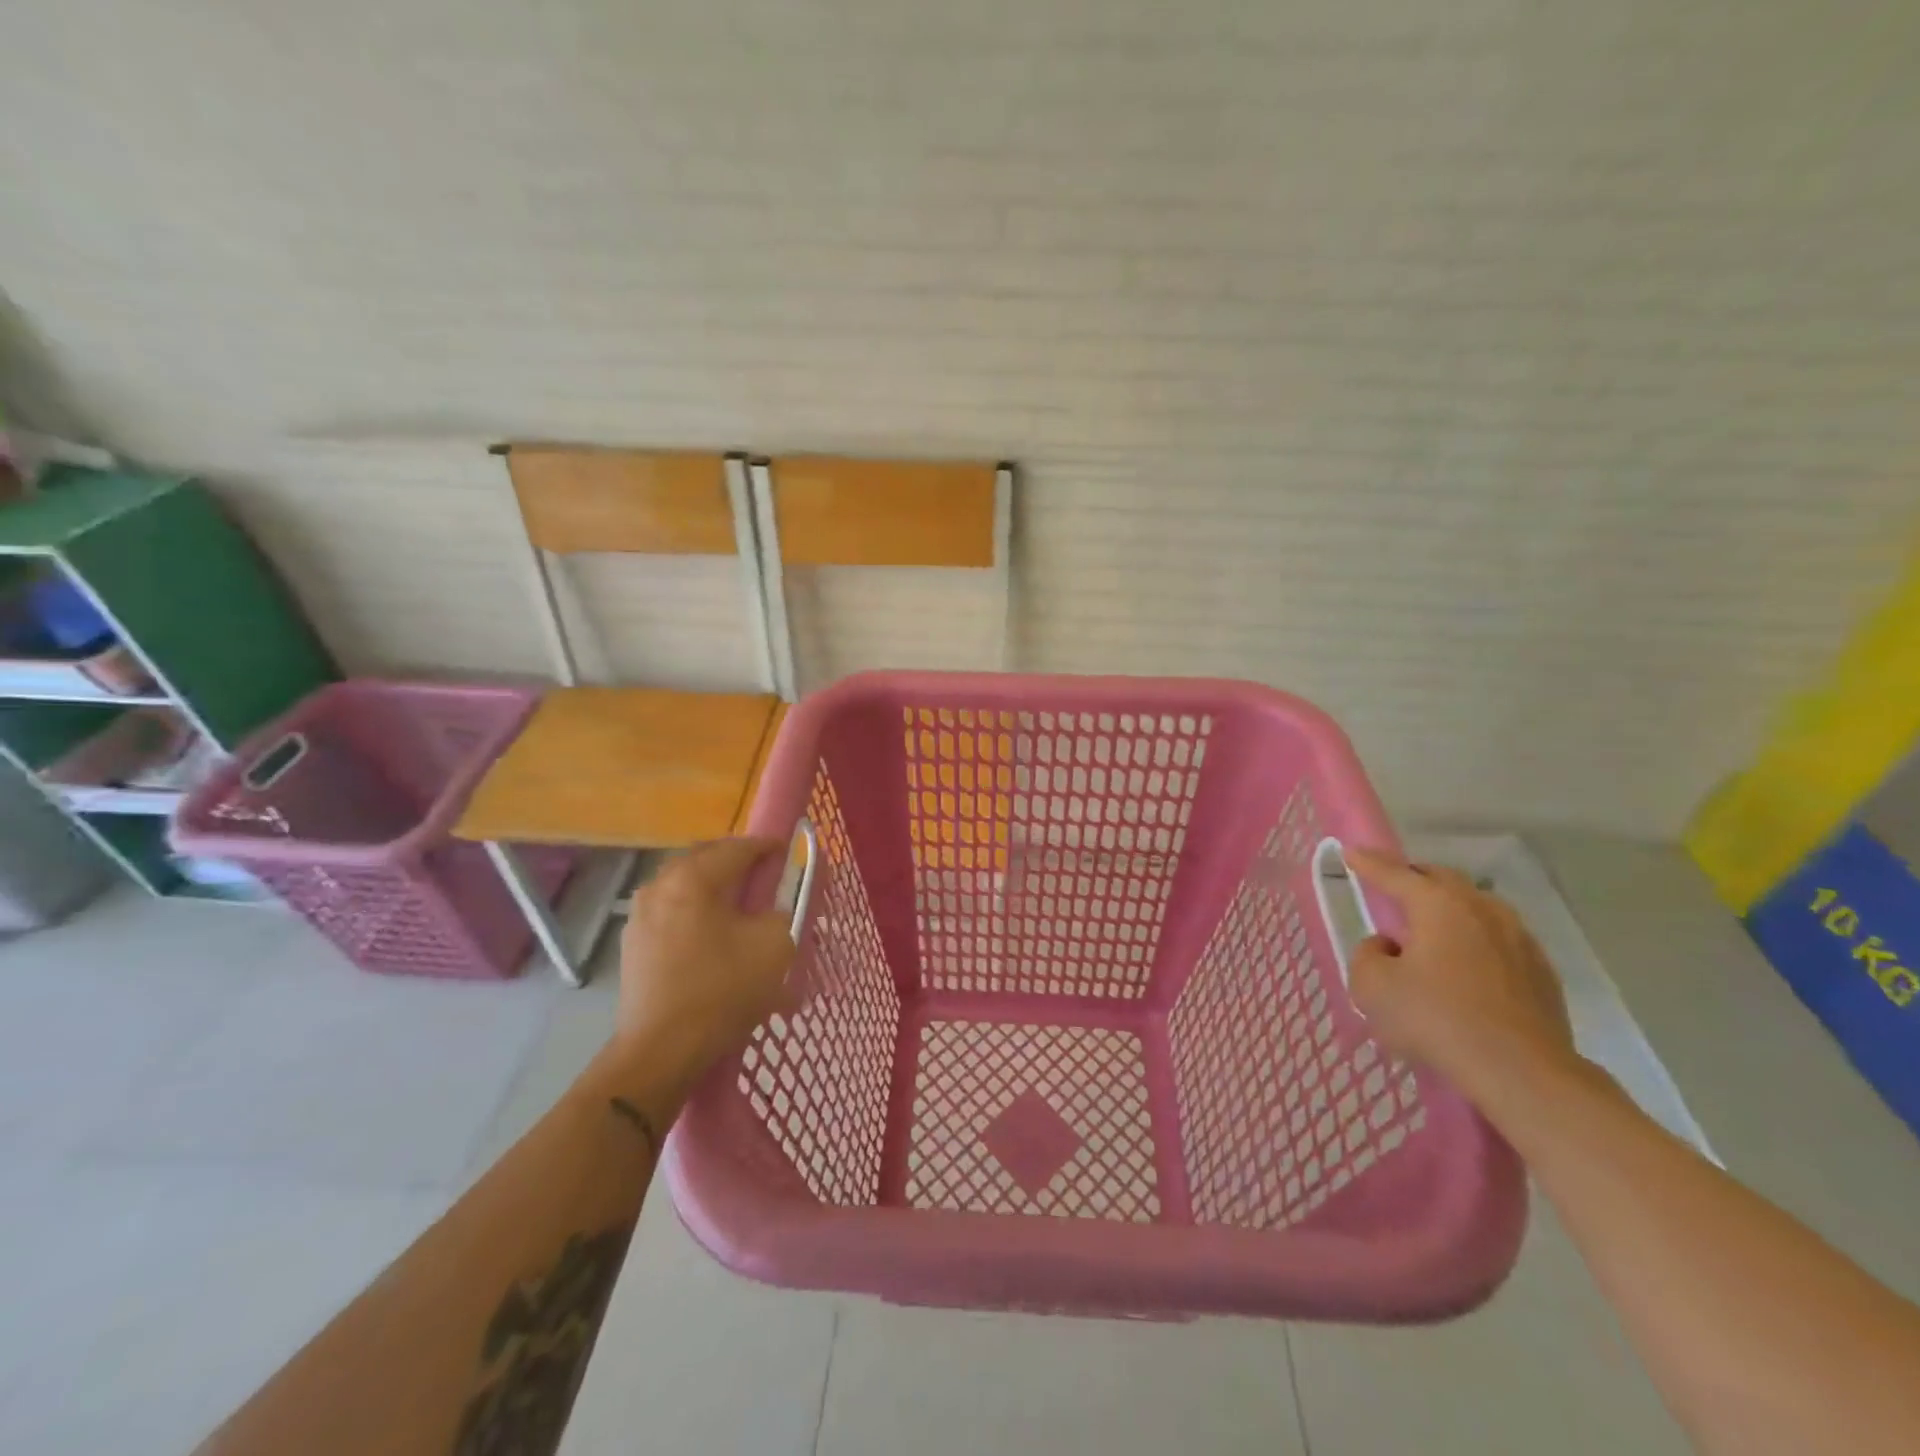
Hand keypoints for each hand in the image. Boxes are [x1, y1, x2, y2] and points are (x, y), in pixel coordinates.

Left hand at [607, 838, 796, 1099]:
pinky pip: (671, 912)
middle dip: (736, 862)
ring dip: (713, 887)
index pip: (738, 848)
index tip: (788, 852)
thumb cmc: (722, 990)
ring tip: (738, 907)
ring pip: (684, 886)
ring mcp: (640, 916)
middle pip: (705, 859)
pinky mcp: (633, 945)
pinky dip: (695, 912)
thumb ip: (783, 912)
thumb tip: (775, 907)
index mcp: (693, 878)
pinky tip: (712, 936)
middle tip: (764, 876)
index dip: (767, 847)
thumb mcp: (774, 946)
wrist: (661, 1051)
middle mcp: (660, 886)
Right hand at [1345, 847, 1579, 1107]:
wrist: (1523, 1073)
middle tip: (1392, 889)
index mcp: (1437, 903)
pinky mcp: (1541, 970)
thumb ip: (1367, 954)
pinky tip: (1466, 964)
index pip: (1393, 873)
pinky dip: (1475, 939)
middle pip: (1441, 879)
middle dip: (1413, 877)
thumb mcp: (1371, 986)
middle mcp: (1481, 908)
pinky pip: (1498, 938)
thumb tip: (1387, 946)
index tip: (1350, 853)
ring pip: (1475, 906)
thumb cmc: (1437, 1020)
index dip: (1367, 862)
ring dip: (1449, 908)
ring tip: (1430, 927)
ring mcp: (1518, 937)